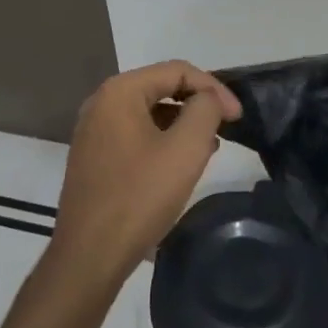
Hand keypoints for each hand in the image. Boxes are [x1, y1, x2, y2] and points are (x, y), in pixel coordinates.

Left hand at [50, 61, 241, 291]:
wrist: (89, 257)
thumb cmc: (139, 197)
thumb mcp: (185, 149)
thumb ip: (205, 110)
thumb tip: (208, 99)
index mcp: (119, 91)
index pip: (177, 70)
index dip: (213, 88)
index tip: (237, 116)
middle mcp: (101, 103)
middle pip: (161, 87)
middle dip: (198, 104)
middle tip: (226, 128)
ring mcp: (93, 131)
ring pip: (149, 112)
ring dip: (182, 123)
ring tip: (209, 147)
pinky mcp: (93, 157)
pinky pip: (136, 134)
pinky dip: (162, 140)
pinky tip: (180, 164)